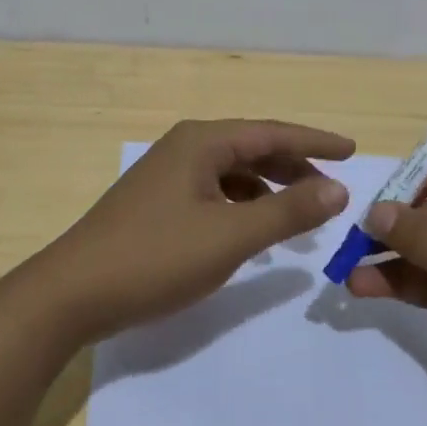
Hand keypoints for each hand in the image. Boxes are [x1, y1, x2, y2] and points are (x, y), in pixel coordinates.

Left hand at [33, 118, 353, 341]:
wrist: (73, 292)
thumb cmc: (156, 257)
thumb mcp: (230, 236)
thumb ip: (288, 211)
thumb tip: (337, 188)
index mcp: (202, 142)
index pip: (272, 133)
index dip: (315, 142)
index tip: (352, 150)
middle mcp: (185, 147)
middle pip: (252, 149)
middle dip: (294, 167)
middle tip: (332, 189)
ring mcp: (168, 175)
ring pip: (233, 172)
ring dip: (269, 188)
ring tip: (300, 214)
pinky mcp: (158, 202)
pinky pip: (215, 192)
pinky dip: (242, 205)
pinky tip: (253, 228)